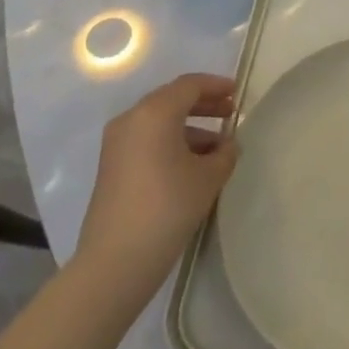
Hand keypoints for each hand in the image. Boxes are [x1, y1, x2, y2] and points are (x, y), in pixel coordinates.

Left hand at [74, 73, 237, 281]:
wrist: (114, 263)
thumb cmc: (167, 208)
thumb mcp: (209, 177)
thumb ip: (225, 153)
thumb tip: (227, 145)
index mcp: (154, 113)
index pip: (190, 85)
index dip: (216, 85)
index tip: (237, 92)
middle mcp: (131, 120)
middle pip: (172, 99)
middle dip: (203, 104)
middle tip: (230, 113)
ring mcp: (116, 144)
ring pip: (159, 122)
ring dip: (189, 127)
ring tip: (218, 148)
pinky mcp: (111, 167)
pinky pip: (147, 140)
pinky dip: (171, 142)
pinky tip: (192, 165)